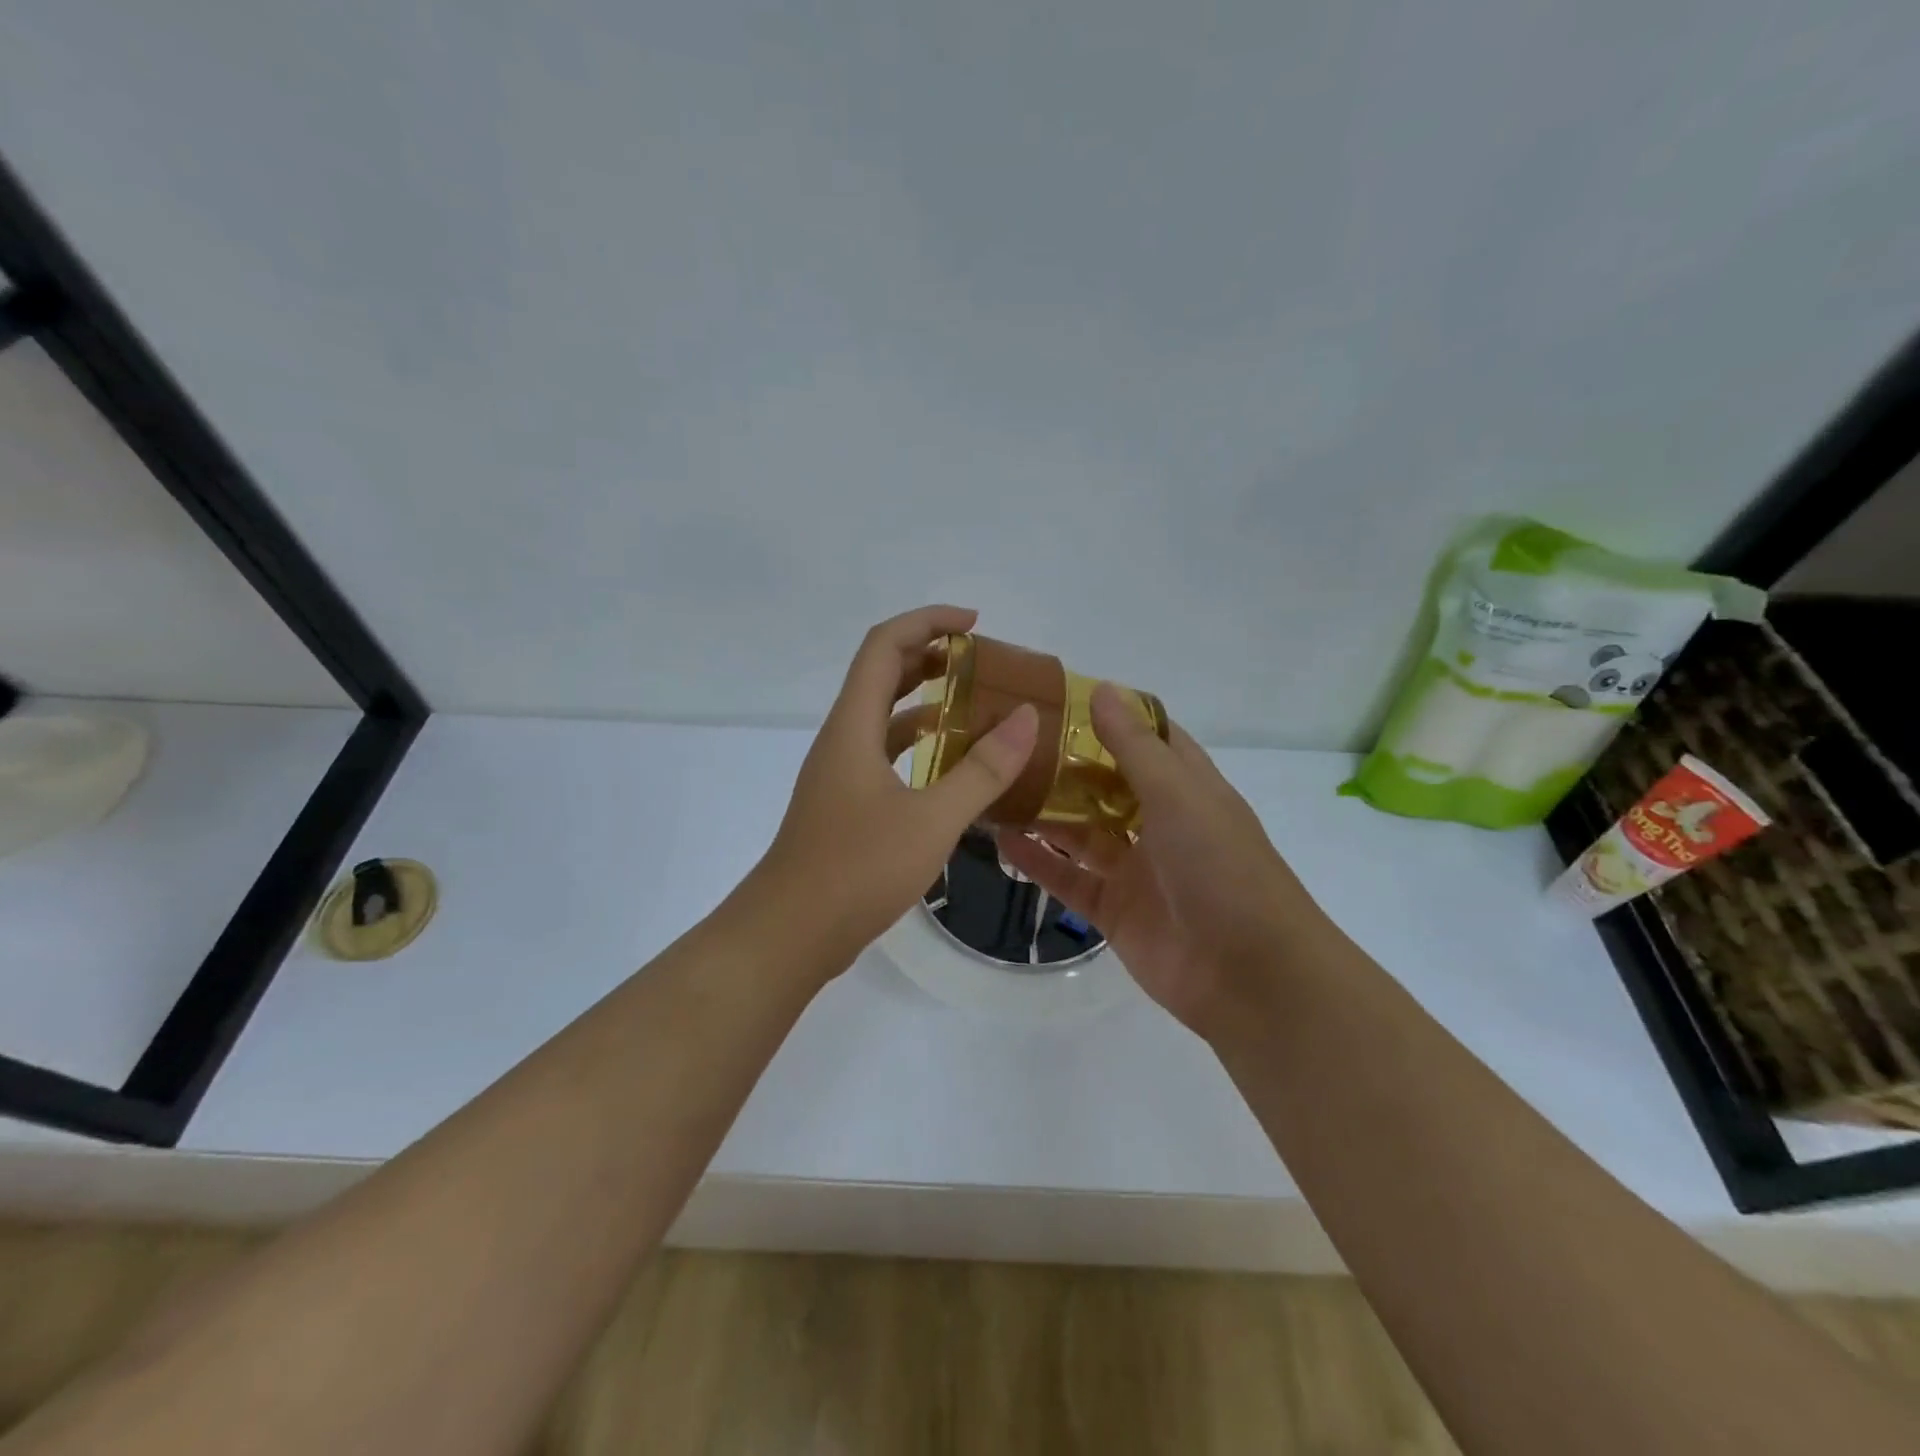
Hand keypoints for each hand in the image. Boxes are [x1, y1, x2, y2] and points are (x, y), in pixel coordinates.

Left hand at [759, 605, 1038, 970]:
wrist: (790, 933)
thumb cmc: (857, 870)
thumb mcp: (932, 819)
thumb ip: (982, 770)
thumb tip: (1026, 717)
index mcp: (852, 726)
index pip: (884, 645)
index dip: (927, 621)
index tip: (975, 625)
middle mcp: (841, 739)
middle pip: (882, 674)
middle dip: (930, 655)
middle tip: (982, 663)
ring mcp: (840, 774)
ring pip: (883, 717)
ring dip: (925, 701)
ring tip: (976, 705)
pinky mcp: (845, 805)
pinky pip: (884, 755)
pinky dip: (917, 745)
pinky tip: (951, 765)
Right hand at [997, 684, 1324, 1040]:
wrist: (1248, 974)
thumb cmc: (1221, 867)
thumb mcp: (1179, 794)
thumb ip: (1134, 746)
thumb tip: (1100, 688)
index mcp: (1187, 788)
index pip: (1147, 739)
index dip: (1109, 717)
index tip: (1058, 697)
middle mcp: (1160, 823)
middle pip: (1104, 784)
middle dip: (1064, 764)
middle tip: (1009, 740)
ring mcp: (1136, 869)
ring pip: (1081, 831)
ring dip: (1044, 812)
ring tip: (995, 785)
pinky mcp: (1114, 910)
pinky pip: (1069, 878)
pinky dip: (1039, 861)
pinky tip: (1003, 840)